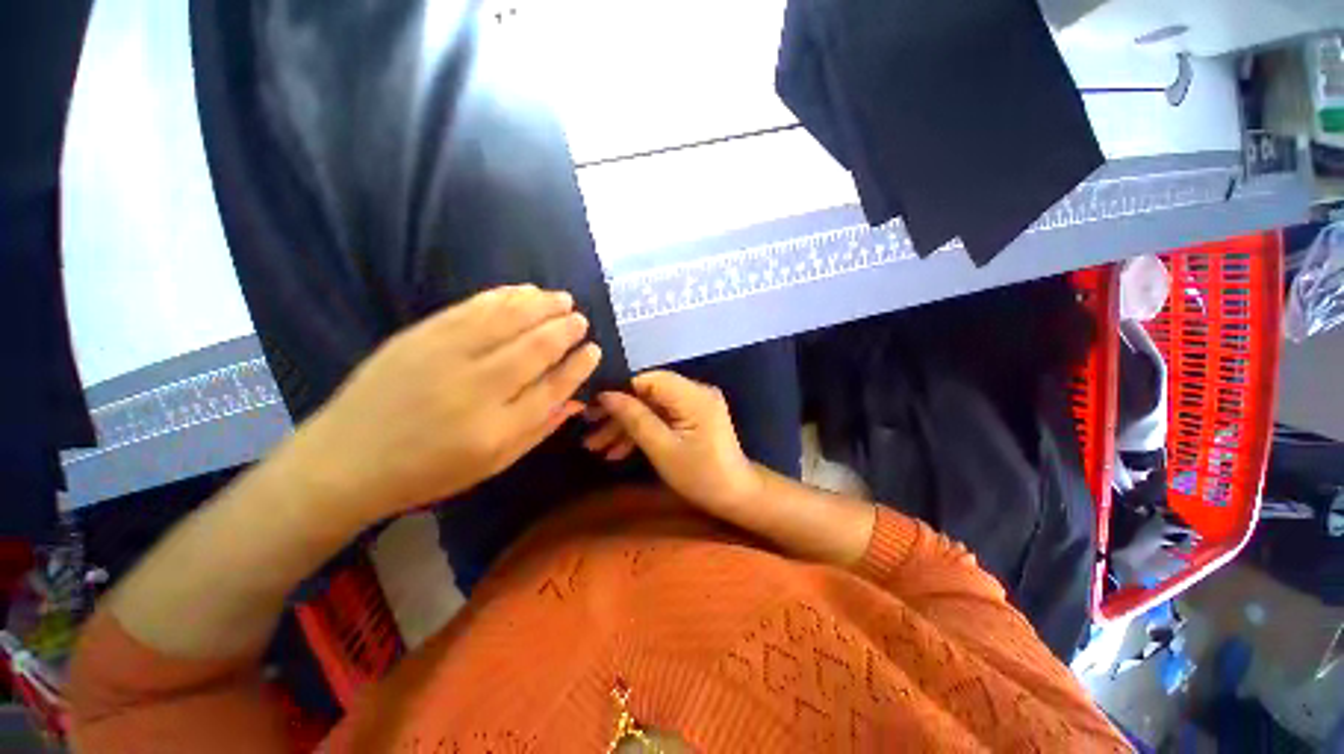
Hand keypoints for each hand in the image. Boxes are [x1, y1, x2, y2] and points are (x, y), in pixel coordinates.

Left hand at [288, 285, 600, 524]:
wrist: (345, 461)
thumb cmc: (428, 471)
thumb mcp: (493, 463)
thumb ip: (539, 429)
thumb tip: (576, 400)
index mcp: (498, 428)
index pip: (554, 387)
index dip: (579, 365)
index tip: (594, 350)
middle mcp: (477, 388)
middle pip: (536, 347)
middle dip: (565, 329)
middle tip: (580, 319)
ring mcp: (445, 356)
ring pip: (508, 320)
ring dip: (541, 305)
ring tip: (562, 299)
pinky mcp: (420, 335)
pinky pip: (472, 308)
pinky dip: (504, 296)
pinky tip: (524, 291)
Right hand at [586, 371, 761, 512]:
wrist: (735, 496)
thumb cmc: (701, 476)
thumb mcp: (662, 449)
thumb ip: (635, 419)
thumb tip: (606, 395)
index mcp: (693, 395)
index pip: (648, 379)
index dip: (618, 390)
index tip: (591, 407)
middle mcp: (695, 391)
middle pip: (647, 393)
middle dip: (618, 413)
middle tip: (588, 430)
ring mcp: (694, 404)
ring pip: (651, 407)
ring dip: (626, 426)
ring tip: (595, 447)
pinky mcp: (692, 416)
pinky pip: (661, 417)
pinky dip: (642, 432)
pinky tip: (618, 451)